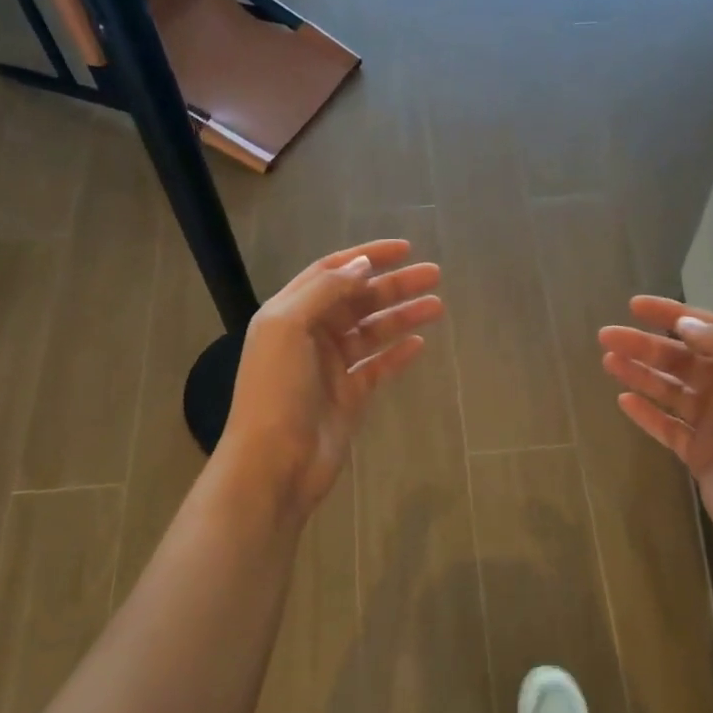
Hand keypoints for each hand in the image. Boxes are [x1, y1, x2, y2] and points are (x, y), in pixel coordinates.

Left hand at [218, 240, 442, 513]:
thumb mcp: (288, 328)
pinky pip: (378, 367)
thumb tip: (362, 264)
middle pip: (358, 300)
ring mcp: (331, 367)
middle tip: (434, 275)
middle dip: (394, 286)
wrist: (274, 463)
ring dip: (402, 316)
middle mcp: (310, 335)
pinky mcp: (349, 396)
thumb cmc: (276, 391)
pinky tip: (420, 344)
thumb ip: (325, 291)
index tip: (404, 249)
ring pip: (372, 332)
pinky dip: (397, 354)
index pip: (331, 272)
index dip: (366, 257)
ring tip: (438, 305)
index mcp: (289, 313)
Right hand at [599, 297, 712, 572]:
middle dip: (646, 345)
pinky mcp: (699, 455)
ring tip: (607, 361)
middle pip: (682, 360)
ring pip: (670, 390)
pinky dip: (646, 412)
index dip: (672, 315)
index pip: (709, 331)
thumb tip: (686, 322)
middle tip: (607, 336)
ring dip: (640, 374)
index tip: (635, 306)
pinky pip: (667, 426)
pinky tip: (622, 400)